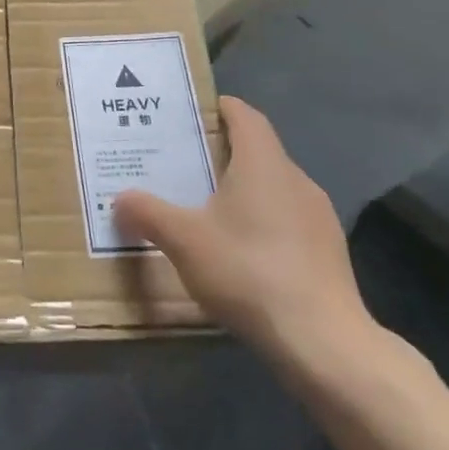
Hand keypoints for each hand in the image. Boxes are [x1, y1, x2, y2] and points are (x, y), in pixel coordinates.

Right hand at [114, 97, 382, 384]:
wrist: (322, 341)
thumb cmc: (249, 271)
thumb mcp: (184, 240)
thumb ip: (147, 213)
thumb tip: (120, 199)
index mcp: (263, 162)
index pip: (244, 115)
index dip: (218, 108)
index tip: (189, 115)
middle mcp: (295, 178)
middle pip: (257, 150)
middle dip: (221, 153)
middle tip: (182, 165)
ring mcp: (318, 216)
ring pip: (273, 187)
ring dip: (242, 190)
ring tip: (206, 210)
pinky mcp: (328, 250)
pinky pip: (288, 219)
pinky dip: (262, 222)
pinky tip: (240, 253)